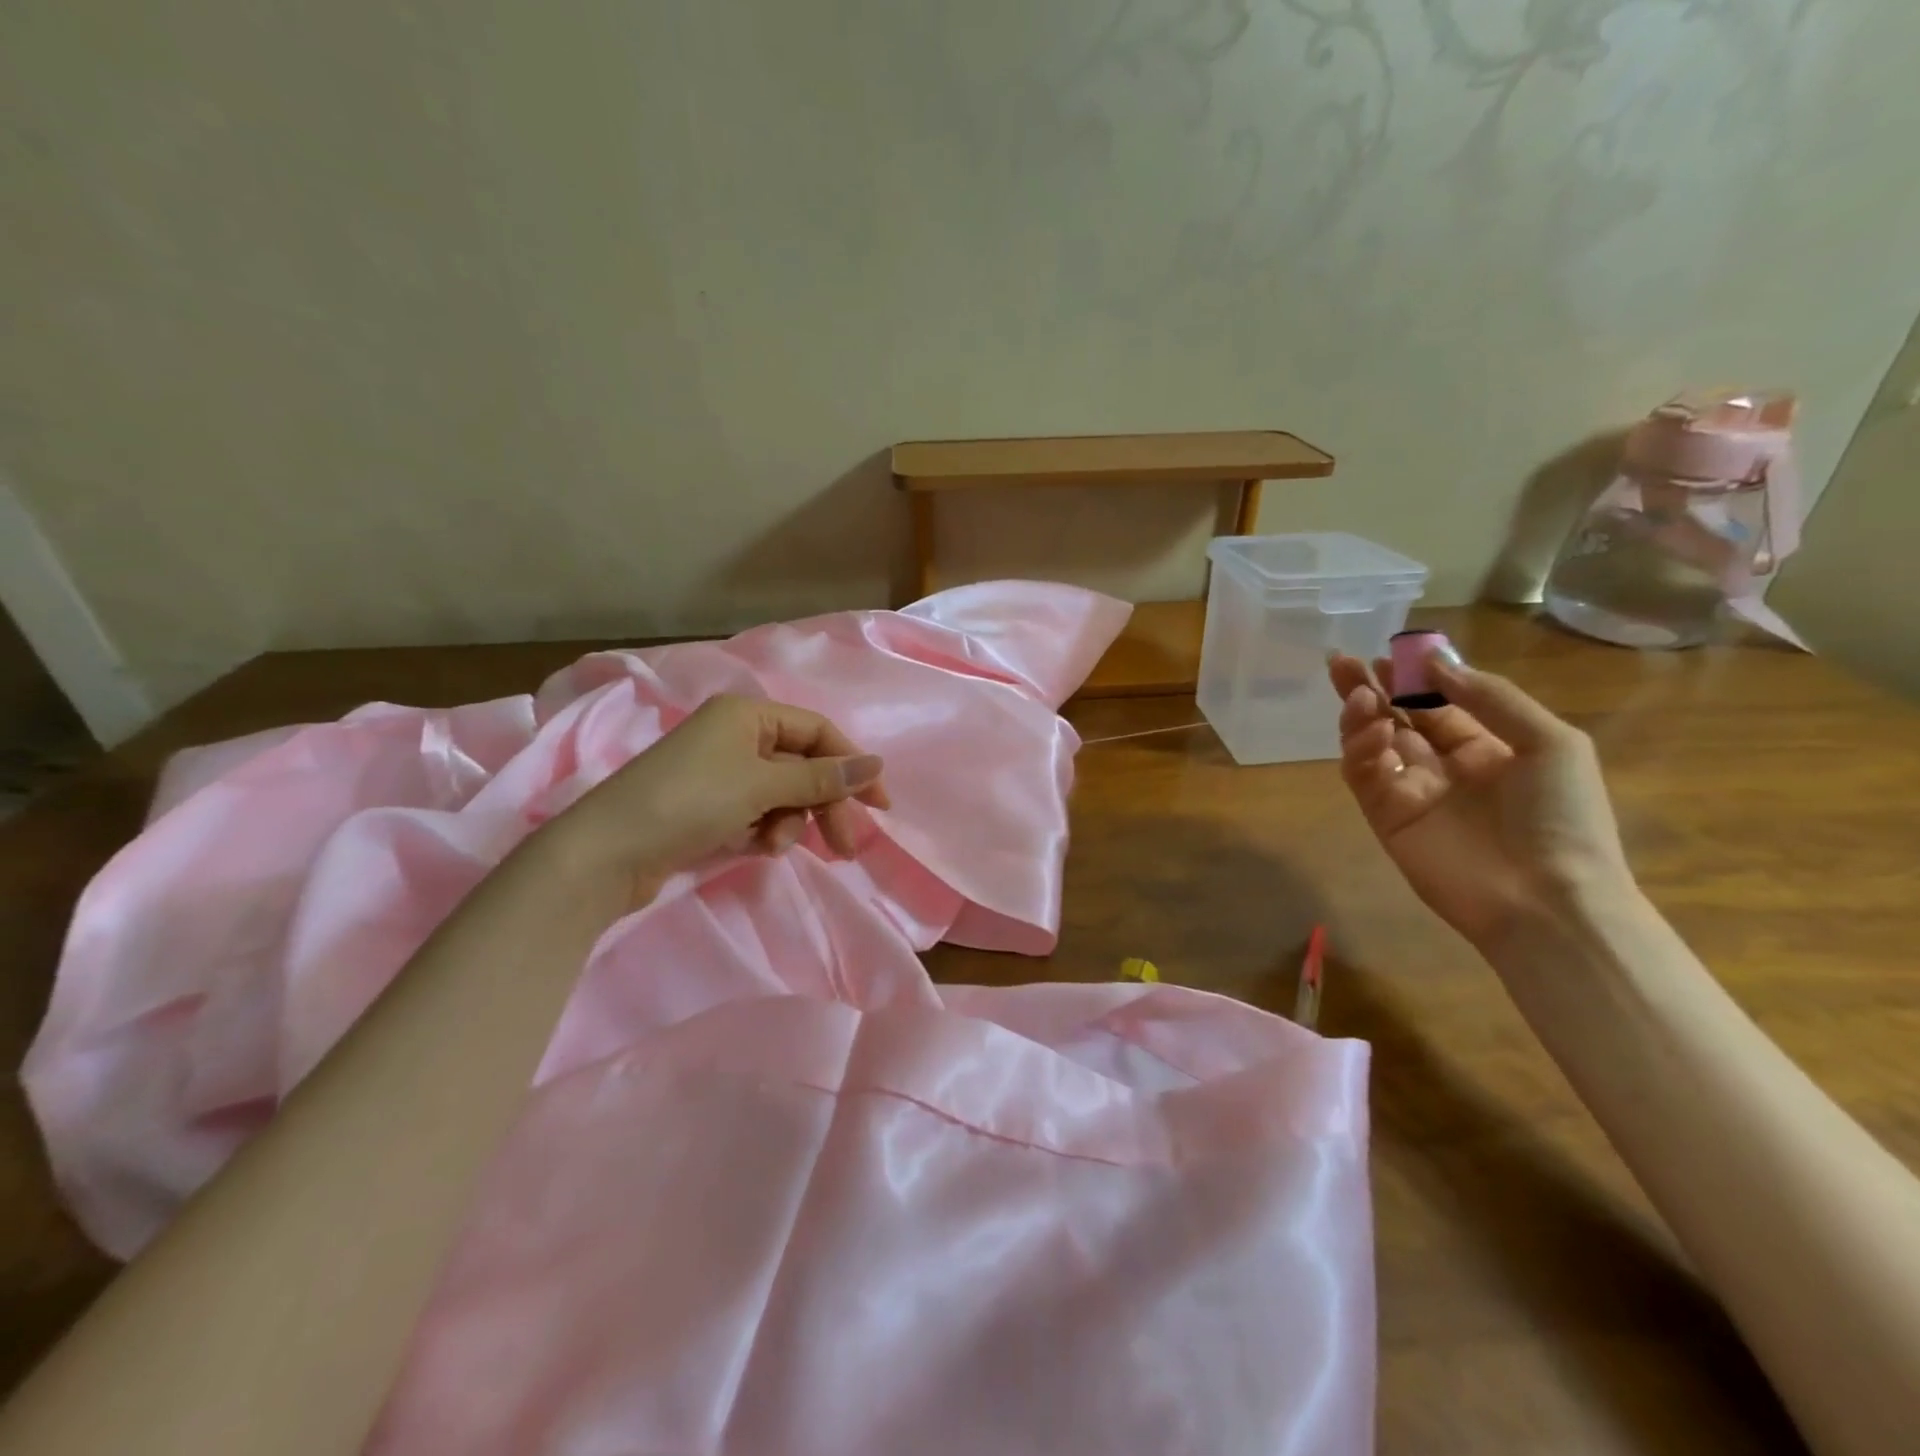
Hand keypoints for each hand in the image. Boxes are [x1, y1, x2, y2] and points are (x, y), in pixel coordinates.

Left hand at [547, 694, 889, 903]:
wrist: (607, 853)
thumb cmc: (689, 802)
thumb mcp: (762, 785)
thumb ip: (822, 778)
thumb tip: (876, 764)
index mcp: (747, 714)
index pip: (818, 733)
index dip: (851, 766)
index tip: (880, 806)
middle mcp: (736, 735)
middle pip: (802, 766)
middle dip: (825, 804)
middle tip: (846, 846)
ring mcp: (720, 771)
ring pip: (782, 793)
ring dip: (790, 821)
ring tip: (776, 848)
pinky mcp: (708, 805)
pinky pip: (757, 811)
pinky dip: (765, 829)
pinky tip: (757, 848)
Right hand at [1328, 647, 1633, 949]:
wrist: (1547, 898)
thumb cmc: (1562, 816)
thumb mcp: (1550, 742)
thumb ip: (1491, 698)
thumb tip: (1434, 664)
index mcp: (1486, 748)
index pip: (1437, 705)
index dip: (1412, 678)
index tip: (1390, 654)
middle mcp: (1443, 766)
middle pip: (1394, 718)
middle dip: (1368, 689)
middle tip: (1341, 662)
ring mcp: (1411, 792)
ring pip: (1371, 743)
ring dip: (1360, 716)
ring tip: (1359, 695)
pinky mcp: (1386, 816)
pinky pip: (1364, 775)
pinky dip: (1360, 750)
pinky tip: (1373, 731)